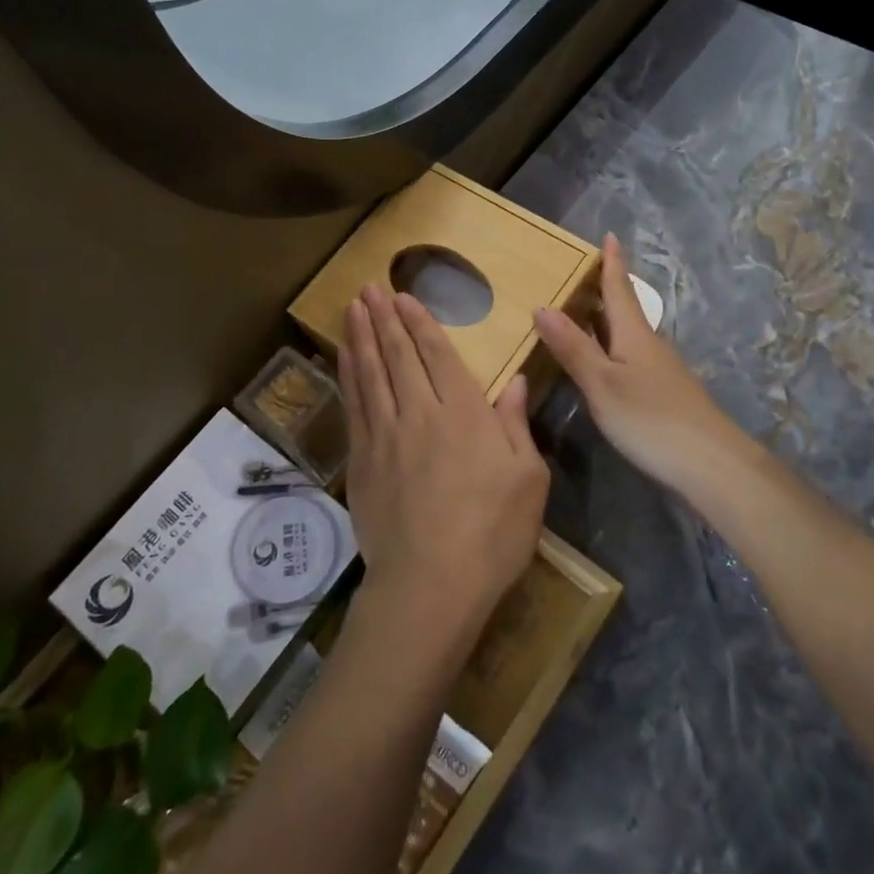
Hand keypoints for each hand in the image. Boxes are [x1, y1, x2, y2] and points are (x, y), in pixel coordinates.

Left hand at [339, 286, 549, 638]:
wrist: (430, 586)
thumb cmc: (492, 534)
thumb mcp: (528, 480)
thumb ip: (516, 425)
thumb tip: (514, 381)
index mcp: (465, 414)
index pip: (438, 355)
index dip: (420, 323)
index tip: (404, 297)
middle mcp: (421, 413)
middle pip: (398, 356)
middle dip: (385, 318)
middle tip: (370, 287)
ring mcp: (386, 436)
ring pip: (370, 373)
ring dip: (361, 337)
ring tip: (353, 307)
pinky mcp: (362, 461)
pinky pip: (354, 406)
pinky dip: (348, 376)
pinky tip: (344, 359)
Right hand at [534, 235, 767, 500]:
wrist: (710, 464)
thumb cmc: (651, 419)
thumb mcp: (603, 384)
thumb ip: (573, 348)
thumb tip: (542, 306)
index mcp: (634, 333)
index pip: (619, 287)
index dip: (612, 261)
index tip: (609, 234)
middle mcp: (648, 343)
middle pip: (622, 307)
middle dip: (602, 288)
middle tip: (574, 273)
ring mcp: (658, 369)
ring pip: (625, 333)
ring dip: (602, 319)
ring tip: (576, 311)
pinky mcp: (661, 392)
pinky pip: (628, 355)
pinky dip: (608, 346)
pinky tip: (598, 360)